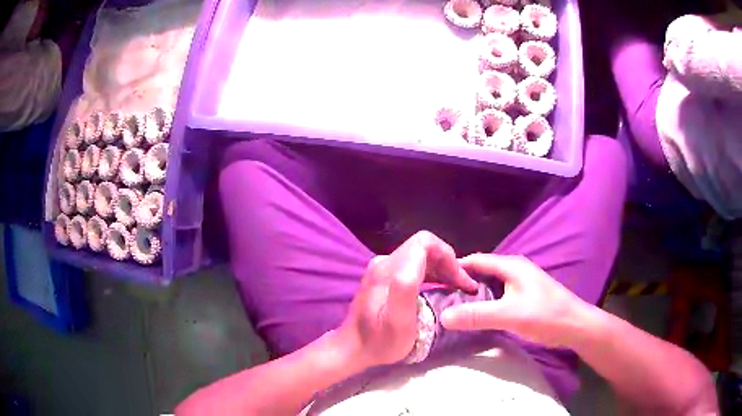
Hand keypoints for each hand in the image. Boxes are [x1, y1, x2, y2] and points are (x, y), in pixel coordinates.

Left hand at [339, 231, 478, 367]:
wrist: (352, 348)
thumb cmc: (378, 341)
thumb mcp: (396, 322)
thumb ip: (405, 290)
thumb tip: (420, 263)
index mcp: (389, 269)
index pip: (425, 243)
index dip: (448, 256)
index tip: (460, 279)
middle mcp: (385, 262)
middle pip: (424, 247)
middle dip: (448, 262)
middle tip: (463, 286)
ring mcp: (383, 268)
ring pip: (421, 256)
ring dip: (442, 268)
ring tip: (457, 287)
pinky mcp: (384, 277)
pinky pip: (414, 265)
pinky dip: (432, 273)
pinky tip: (441, 287)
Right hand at [440, 254, 591, 347]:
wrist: (574, 325)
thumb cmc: (545, 315)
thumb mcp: (510, 315)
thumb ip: (477, 315)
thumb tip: (443, 316)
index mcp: (511, 265)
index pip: (475, 260)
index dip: (454, 268)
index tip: (434, 281)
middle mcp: (514, 269)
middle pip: (481, 271)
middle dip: (461, 282)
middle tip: (439, 297)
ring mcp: (520, 283)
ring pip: (489, 284)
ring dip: (472, 293)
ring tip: (452, 306)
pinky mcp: (523, 296)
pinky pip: (497, 294)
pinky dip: (484, 301)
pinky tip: (475, 314)